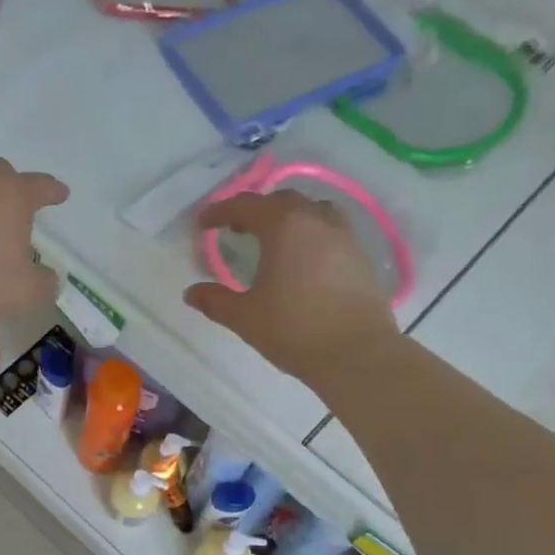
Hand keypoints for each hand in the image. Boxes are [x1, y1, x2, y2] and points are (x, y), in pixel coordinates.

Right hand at [183, 190, 397, 383]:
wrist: (356, 354)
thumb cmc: (293, 330)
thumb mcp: (245, 317)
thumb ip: (216, 301)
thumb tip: (192, 292)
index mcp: (284, 227)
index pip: (246, 206)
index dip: (221, 212)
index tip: (203, 223)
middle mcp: (317, 222)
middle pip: (283, 201)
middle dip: (256, 210)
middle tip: (238, 228)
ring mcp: (345, 238)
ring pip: (314, 212)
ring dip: (290, 218)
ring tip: (275, 239)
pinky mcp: (362, 258)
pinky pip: (332, 232)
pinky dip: (311, 235)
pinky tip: (304, 261)